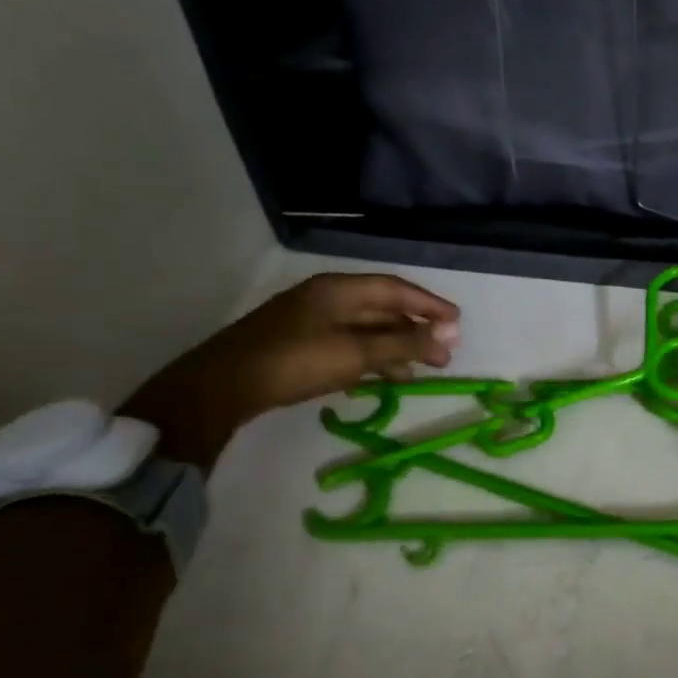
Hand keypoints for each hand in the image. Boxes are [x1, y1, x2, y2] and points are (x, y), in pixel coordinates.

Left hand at [120, 273, 459, 469]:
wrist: (221, 387)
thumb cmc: (295, 361)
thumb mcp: (356, 352)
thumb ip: (404, 343)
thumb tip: (450, 334)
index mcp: (339, 290)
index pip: (396, 290)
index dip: (429, 305)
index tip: (457, 323)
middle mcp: (326, 298)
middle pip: (382, 309)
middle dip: (415, 331)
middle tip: (443, 355)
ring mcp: (309, 321)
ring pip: (364, 329)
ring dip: (393, 348)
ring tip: (417, 372)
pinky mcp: (297, 344)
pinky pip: (346, 345)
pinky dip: (368, 358)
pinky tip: (378, 378)